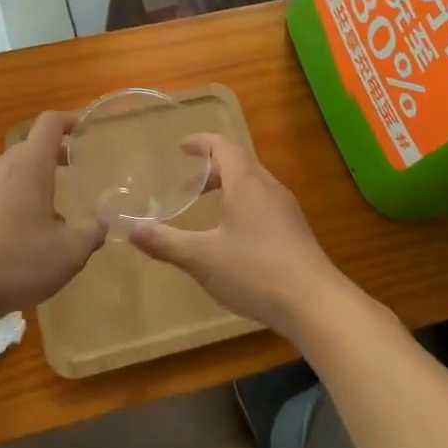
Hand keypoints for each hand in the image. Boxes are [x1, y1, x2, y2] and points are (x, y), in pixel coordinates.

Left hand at [0, 112, 105, 320]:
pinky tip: (24, 234)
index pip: (50, 124)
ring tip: (54, 209)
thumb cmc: (17, 260)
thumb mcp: (69, 252)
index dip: (70, 120)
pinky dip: (16, 200)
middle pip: (31, 147)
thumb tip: (102, 224)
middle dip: (55, 154)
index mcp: (30, 166)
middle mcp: (3, 168)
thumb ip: (91, 233)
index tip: (87, 130)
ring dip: (35, 180)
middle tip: (76, 171)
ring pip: (13, 171)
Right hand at [130, 133, 353, 339]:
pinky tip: (234, 239)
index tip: (182, 147)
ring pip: (254, 187)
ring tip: (208, 210)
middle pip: (240, 165)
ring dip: (230, 189)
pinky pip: (265, 206)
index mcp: (247, 183)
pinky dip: (244, 208)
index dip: (201, 142)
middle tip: (189, 184)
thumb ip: (165, 242)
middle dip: (213, 169)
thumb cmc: (255, 271)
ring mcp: (287, 211)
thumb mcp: (202, 258)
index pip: (223, 146)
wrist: (316, 304)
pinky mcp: (296, 234)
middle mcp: (270, 189)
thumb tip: (131, 229)